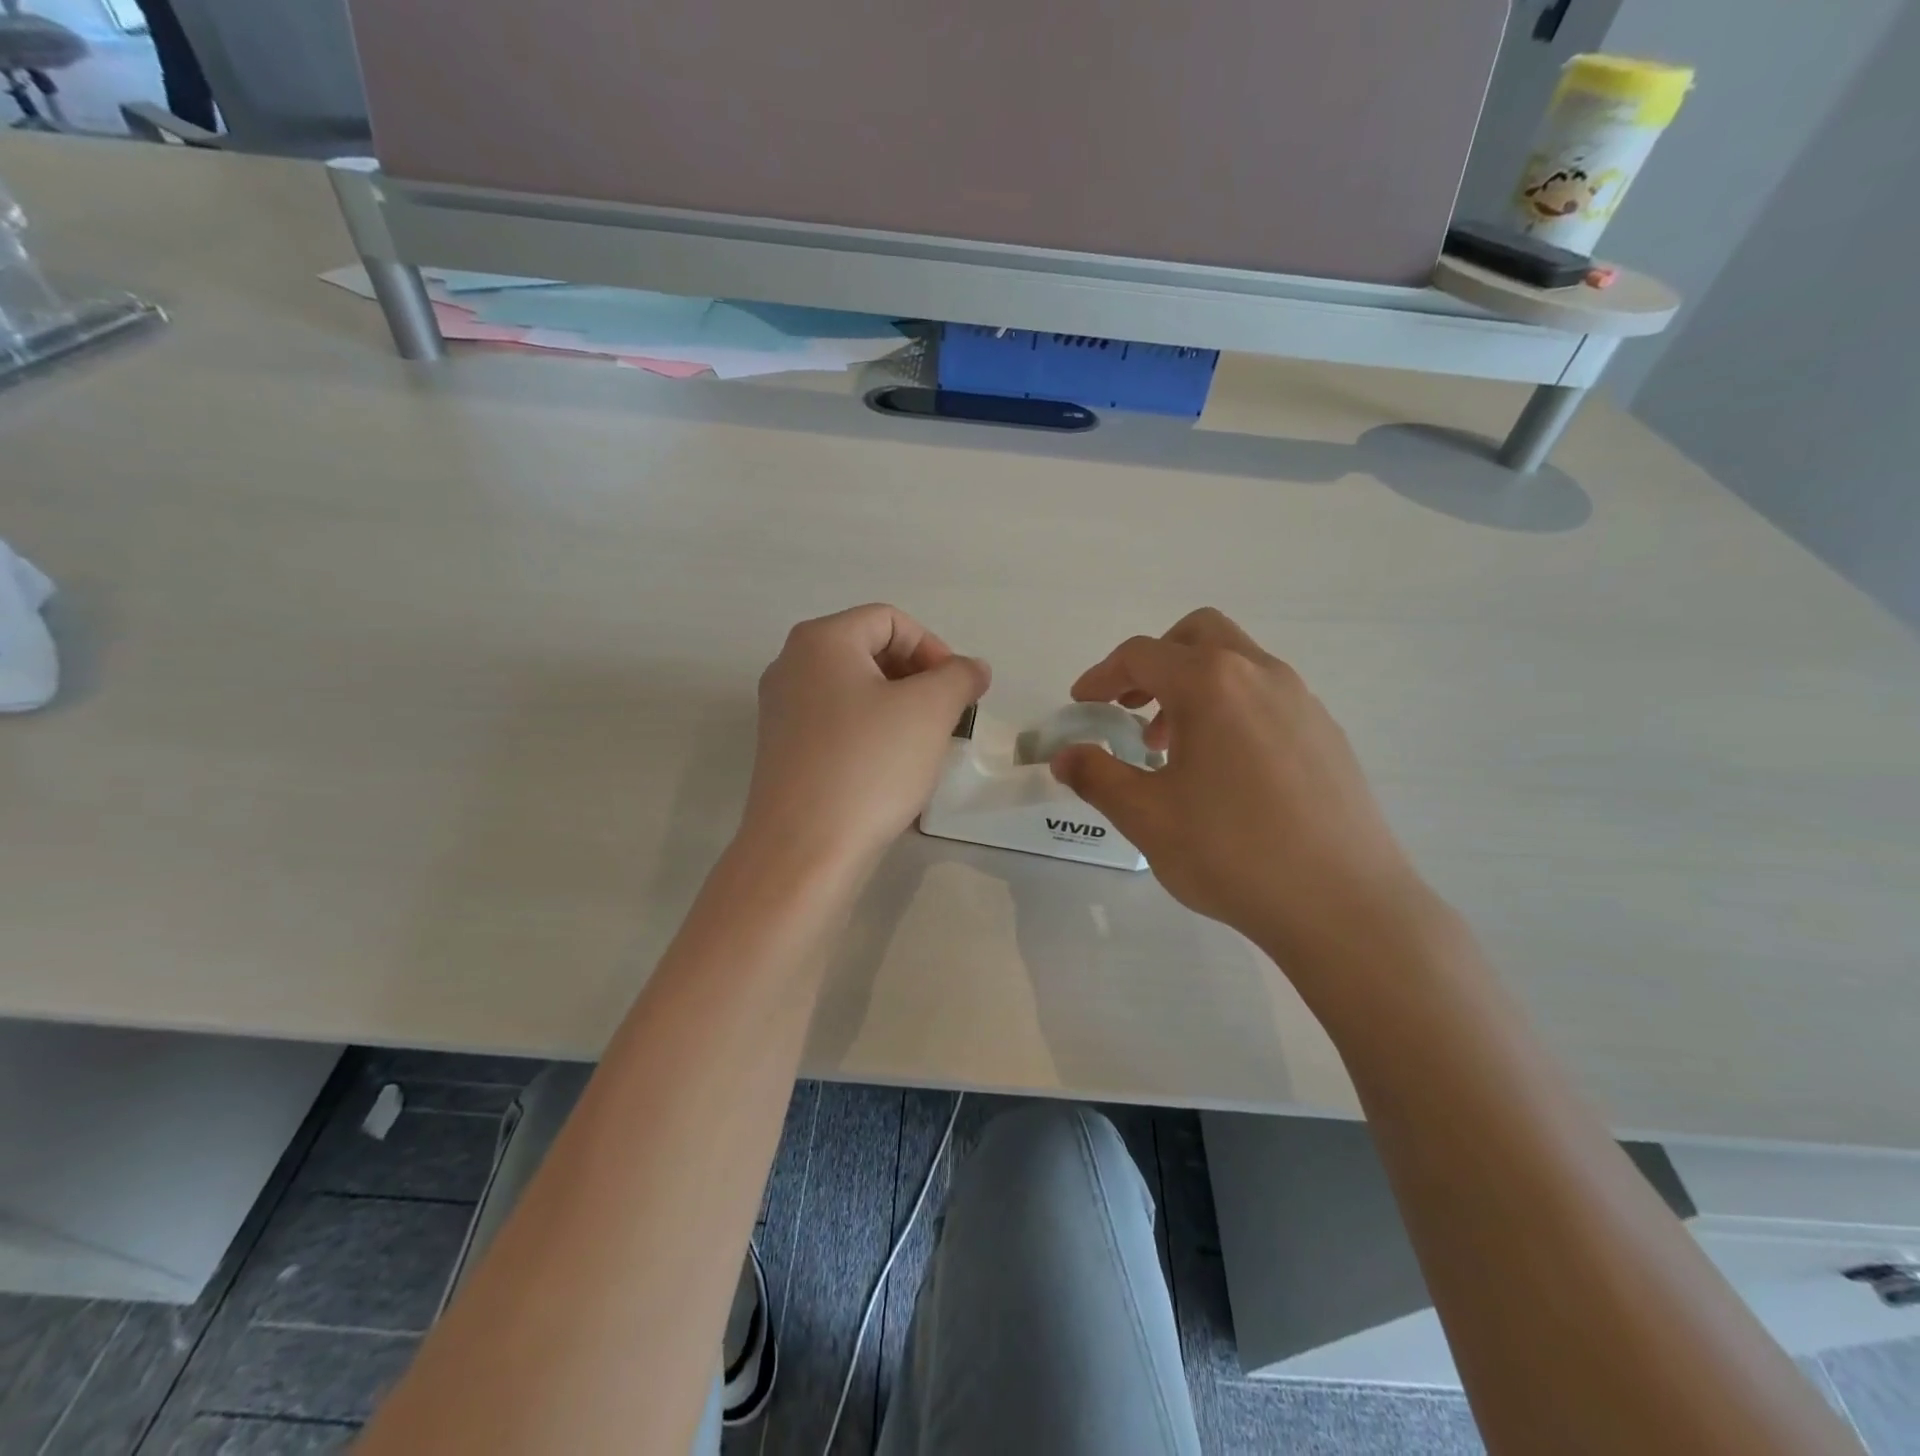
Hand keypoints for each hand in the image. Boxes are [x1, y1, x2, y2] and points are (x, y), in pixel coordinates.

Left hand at [741, 605, 989, 872]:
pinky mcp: (783, 750)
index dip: (934, 648)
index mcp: (820, 640)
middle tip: (946, 716)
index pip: (890, 620)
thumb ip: (959, 676)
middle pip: (869, 651)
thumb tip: (971, 668)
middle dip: (918, 677)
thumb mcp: (930, 710)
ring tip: (924, 743)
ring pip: (855, 690)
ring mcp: (781, 710)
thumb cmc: (870, 765)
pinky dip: (871, 732)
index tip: (958, 691)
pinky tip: (890, 767)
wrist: (804, 851)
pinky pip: (837, 723)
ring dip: (898, 706)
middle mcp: (791, 666)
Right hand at [1050, 609, 1427, 971]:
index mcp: (1212, 684)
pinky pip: (1267, 696)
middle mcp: (1261, 675)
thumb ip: (1097, 777)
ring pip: (1237, 664)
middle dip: (1155, 663)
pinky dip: (1232, 708)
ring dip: (1194, 687)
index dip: (1102, 676)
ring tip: (1174, 748)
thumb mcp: (1146, 817)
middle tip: (1132, 709)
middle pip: (1198, 635)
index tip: (1082, 704)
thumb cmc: (1232, 853)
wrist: (1344, 905)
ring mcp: (1303, 701)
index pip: (1142, 655)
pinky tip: (1226, 771)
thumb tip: (1065, 757)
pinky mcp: (1327, 734)